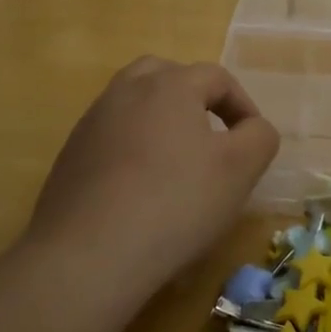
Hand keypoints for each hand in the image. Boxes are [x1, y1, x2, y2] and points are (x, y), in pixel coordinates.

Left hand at [24, 57, 279, 299]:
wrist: (88, 256)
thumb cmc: (176, 203)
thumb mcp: (240, 169)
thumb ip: (260, 137)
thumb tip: (253, 128)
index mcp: (169, 85)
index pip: (217, 77)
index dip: (243, 105)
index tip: (253, 142)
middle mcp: (126, 91)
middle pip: (166, 75)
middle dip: (195, 98)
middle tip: (211, 133)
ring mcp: (91, 123)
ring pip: (134, 103)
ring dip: (161, 120)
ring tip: (178, 159)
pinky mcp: (70, 157)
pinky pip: (111, 136)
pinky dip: (133, 148)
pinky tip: (142, 187)